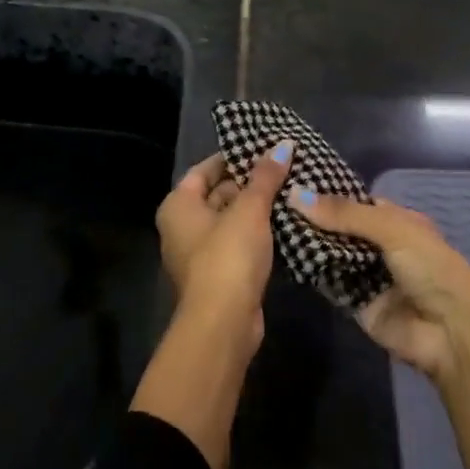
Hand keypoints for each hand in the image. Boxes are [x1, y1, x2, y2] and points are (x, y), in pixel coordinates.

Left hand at [154, 141, 293, 342]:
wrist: (224, 323)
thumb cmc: (228, 256)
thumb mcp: (249, 210)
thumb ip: (265, 177)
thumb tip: (283, 145)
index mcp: (178, 205)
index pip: (204, 170)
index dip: (232, 157)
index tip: (263, 148)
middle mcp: (181, 227)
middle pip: (217, 194)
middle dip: (249, 183)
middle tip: (284, 168)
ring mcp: (199, 253)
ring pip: (230, 221)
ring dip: (256, 210)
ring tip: (291, 190)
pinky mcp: (219, 275)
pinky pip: (238, 243)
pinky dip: (257, 234)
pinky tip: (285, 223)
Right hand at [289, 195, 469, 381]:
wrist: (450, 332)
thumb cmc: (430, 268)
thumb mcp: (391, 229)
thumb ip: (344, 214)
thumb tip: (295, 194)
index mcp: (398, 221)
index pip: (356, 202)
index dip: (327, 193)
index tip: (290, 180)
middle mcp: (382, 245)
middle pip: (340, 228)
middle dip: (313, 219)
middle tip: (272, 202)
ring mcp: (368, 275)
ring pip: (332, 254)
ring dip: (309, 243)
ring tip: (270, 223)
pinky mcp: (356, 302)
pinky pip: (329, 283)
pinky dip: (311, 271)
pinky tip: (282, 255)